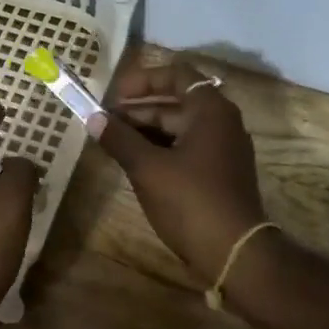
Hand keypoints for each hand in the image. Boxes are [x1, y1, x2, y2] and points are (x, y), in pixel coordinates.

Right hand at [96, 58, 268, 282]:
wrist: (235, 252)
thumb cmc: (191, 201)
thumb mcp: (148, 168)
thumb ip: (120, 139)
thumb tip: (93, 118)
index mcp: (210, 110)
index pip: (176, 75)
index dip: (142, 80)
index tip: (113, 96)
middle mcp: (222, 122)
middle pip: (176, 103)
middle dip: (138, 110)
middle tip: (104, 123)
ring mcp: (223, 149)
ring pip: (179, 128)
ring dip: (146, 132)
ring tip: (113, 143)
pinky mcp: (220, 173)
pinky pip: (186, 149)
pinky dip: (161, 150)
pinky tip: (135, 163)